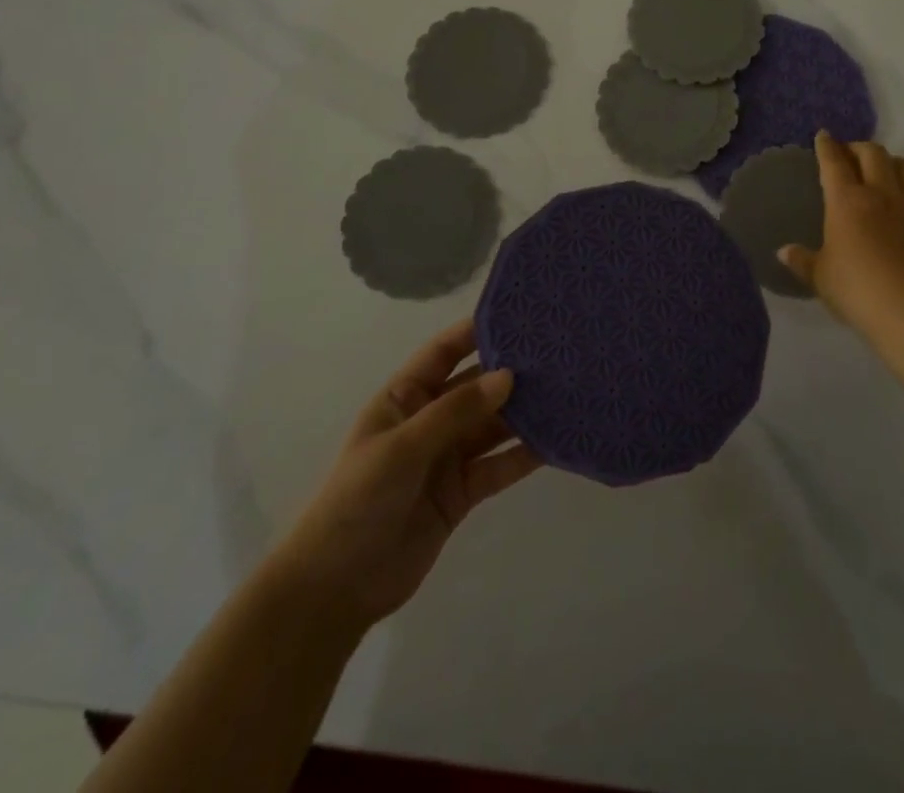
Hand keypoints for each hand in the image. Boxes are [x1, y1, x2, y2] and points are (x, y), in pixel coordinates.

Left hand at [277, 320, 541, 635]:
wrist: (335, 589)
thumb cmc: (357, 501)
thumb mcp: (402, 448)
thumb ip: (456, 411)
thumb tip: (508, 376)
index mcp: (405, 397)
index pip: (445, 351)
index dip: (478, 331)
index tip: (520, 313)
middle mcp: (430, 419)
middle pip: (477, 387)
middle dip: (512, 371)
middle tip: (559, 353)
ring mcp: (447, 456)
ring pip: (493, 425)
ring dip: (524, 412)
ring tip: (567, 392)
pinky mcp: (463, 492)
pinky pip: (499, 465)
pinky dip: (525, 454)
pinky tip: (556, 441)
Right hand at [779, 132, 903, 327]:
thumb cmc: (858, 291)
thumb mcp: (822, 278)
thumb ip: (803, 261)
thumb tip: (784, 251)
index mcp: (846, 202)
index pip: (834, 162)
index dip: (827, 146)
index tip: (824, 136)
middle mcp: (880, 193)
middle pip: (872, 153)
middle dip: (858, 147)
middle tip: (850, 154)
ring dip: (891, 160)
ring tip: (883, 170)